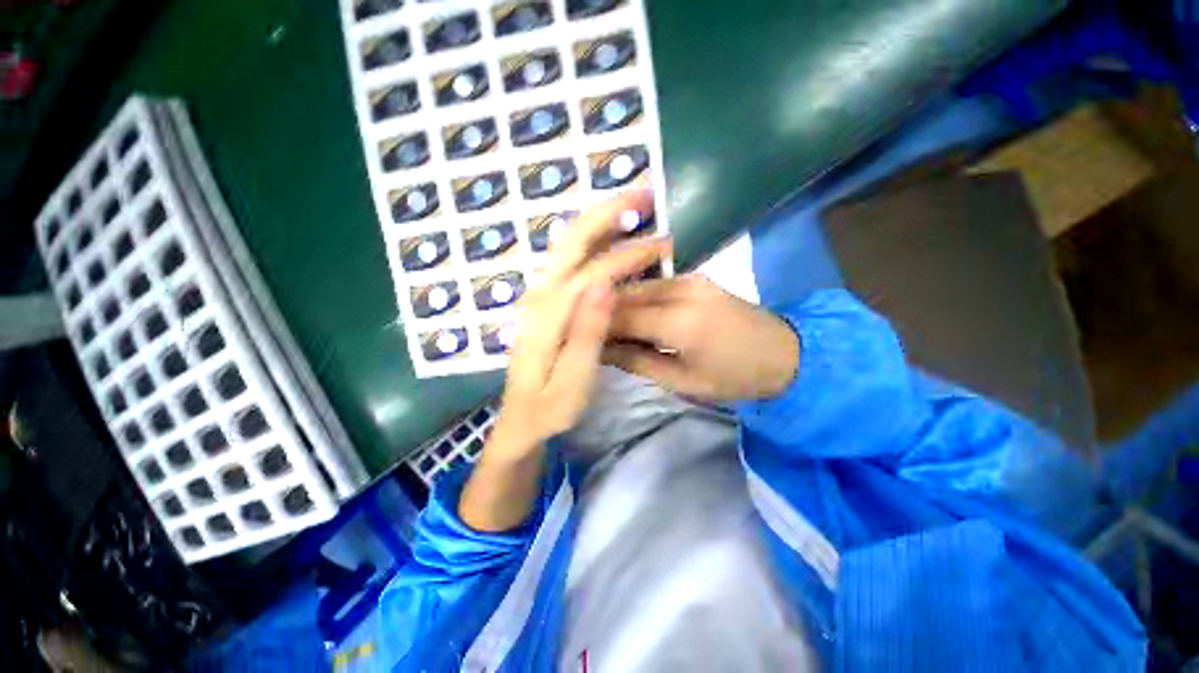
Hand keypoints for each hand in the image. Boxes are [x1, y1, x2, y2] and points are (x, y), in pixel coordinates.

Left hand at [491, 190, 671, 457]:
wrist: (520, 422)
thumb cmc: (549, 409)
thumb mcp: (572, 382)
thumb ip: (586, 334)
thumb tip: (604, 286)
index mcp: (548, 316)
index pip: (592, 273)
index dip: (628, 256)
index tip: (663, 246)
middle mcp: (539, 296)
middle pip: (571, 243)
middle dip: (607, 215)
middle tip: (642, 195)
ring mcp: (538, 297)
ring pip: (567, 247)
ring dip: (598, 222)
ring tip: (629, 207)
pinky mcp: (544, 303)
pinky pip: (567, 262)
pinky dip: (589, 242)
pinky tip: (607, 236)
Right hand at [604, 275, 799, 401]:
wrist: (785, 354)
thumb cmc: (734, 377)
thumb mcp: (682, 381)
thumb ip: (637, 361)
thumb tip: (599, 349)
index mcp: (678, 321)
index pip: (618, 316)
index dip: (594, 326)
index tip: (578, 338)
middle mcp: (680, 289)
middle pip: (624, 295)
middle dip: (601, 312)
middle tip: (588, 333)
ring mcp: (688, 278)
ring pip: (636, 286)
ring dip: (617, 304)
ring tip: (606, 325)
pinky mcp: (694, 277)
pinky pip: (652, 285)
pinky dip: (636, 299)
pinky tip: (631, 315)